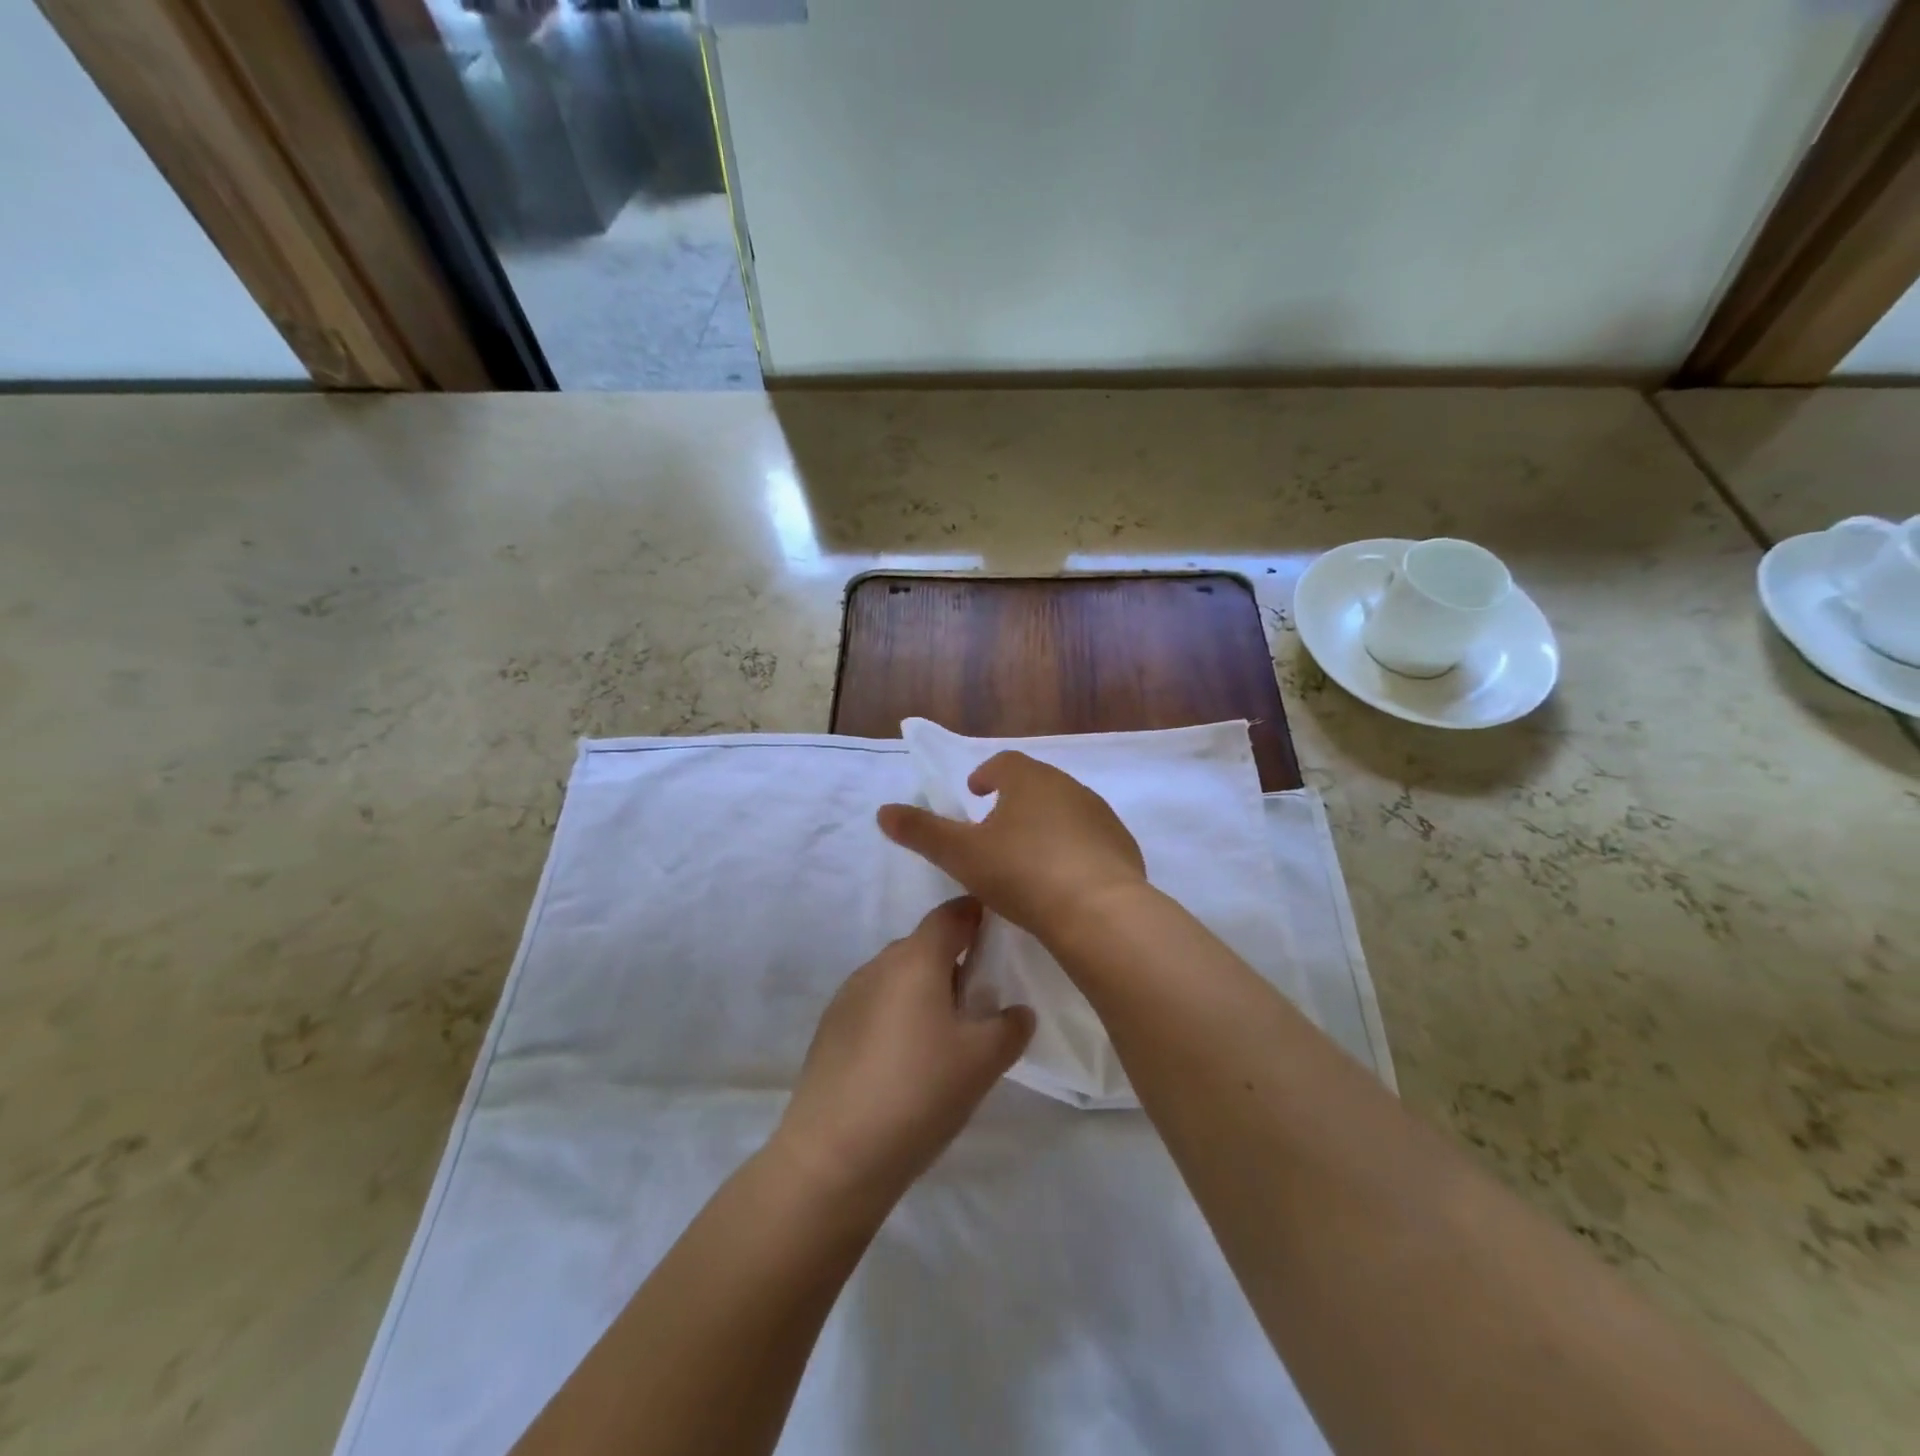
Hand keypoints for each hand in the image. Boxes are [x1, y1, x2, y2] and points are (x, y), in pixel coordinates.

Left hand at [774, 898, 1033, 1208]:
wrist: (834, 1155)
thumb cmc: (919, 1093)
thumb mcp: (983, 1062)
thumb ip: (1010, 1027)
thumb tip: (1017, 1011)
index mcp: (916, 959)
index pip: (952, 914)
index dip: (978, 916)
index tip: (1000, 936)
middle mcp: (878, 965)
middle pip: (924, 946)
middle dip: (955, 962)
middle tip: (982, 1000)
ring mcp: (848, 996)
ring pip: (898, 977)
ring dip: (925, 992)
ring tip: (946, 1037)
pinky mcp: (831, 1029)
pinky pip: (876, 1005)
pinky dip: (898, 1016)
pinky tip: (907, 1061)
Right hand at [876, 752, 1148, 942]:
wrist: (1099, 911)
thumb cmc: (1022, 873)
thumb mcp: (961, 854)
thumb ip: (921, 831)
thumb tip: (883, 811)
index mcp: (1029, 780)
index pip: (1004, 763)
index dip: (986, 775)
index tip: (976, 793)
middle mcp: (1069, 787)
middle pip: (1036, 784)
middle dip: (1016, 799)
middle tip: (997, 827)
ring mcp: (1101, 816)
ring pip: (1066, 810)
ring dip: (1046, 823)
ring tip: (1029, 856)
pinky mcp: (1122, 846)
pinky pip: (1091, 839)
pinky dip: (1075, 849)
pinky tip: (1065, 879)